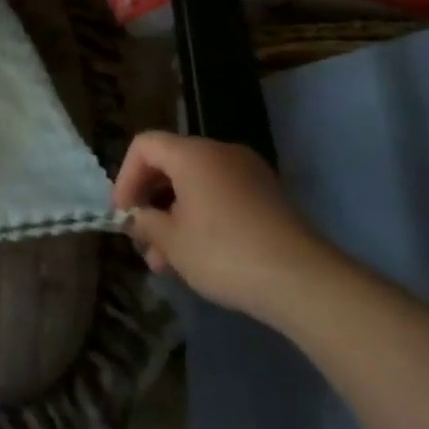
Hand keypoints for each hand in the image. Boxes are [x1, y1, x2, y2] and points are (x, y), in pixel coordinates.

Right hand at [112, 131, 340, 322]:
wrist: (305, 282)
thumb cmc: (225, 253)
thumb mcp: (172, 242)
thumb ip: (145, 222)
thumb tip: (137, 217)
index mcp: (192, 153)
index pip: (144, 146)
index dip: (125, 177)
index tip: (124, 213)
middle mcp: (220, 152)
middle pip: (171, 166)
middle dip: (151, 203)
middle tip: (144, 240)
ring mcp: (250, 174)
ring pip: (197, 186)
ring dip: (176, 217)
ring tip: (168, 262)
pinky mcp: (270, 198)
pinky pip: (222, 197)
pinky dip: (204, 218)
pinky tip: (200, 257)